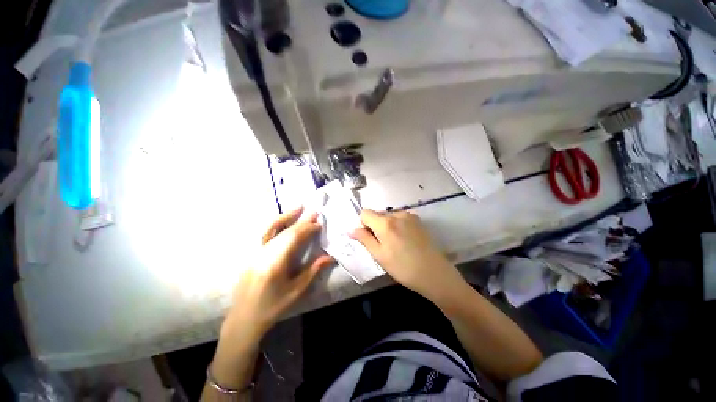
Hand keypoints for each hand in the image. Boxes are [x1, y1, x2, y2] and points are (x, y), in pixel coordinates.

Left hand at [222, 207, 332, 341]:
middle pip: (284, 231)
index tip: (319, 224)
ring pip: (271, 229)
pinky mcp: (251, 254)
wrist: (243, 319)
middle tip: (314, 212)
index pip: (293, 238)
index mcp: (274, 264)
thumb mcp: (296, 291)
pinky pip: (264, 234)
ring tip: (298, 208)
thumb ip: (313, 271)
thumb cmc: (272, 307)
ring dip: (286, 217)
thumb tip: (329, 257)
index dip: (307, 229)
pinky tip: (283, 220)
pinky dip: (275, 224)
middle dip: (300, 221)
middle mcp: (262, 254)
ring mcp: (254, 252)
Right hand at [350, 210, 463, 300]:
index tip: (369, 238)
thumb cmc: (403, 267)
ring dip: (387, 226)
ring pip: (389, 216)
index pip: (365, 213)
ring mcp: (409, 216)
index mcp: (385, 222)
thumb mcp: (379, 255)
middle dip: (375, 226)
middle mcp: (397, 214)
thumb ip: (364, 239)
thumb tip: (351, 229)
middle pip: (378, 214)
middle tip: (383, 245)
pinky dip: (397, 226)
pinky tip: (405, 240)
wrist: (434, 273)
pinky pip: (400, 218)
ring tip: (396, 243)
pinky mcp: (418, 220)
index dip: (363, 225)